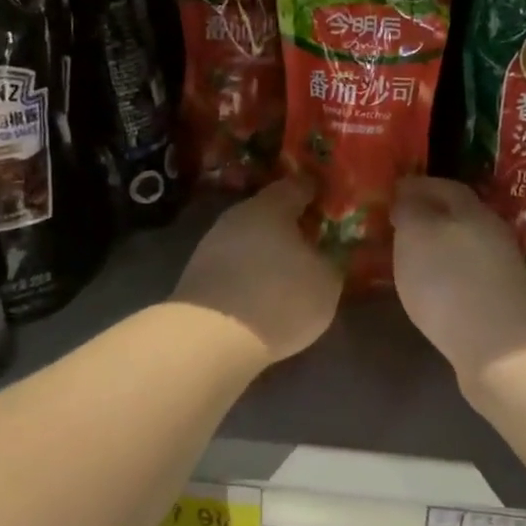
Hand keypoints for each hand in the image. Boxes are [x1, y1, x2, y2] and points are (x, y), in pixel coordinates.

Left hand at [174, 178, 341, 362]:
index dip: (314, 194)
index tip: (327, 203)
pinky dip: (247, 274)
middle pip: (268, 214)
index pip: (297, 187)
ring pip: (247, 240)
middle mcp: (237, 216)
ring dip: (265, 252)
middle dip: (288, 226)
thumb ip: (328, 261)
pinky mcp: (196, 276)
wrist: (211, 338)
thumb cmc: (280, 297)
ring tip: (286, 273)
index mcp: (271, 206)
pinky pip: (232, 267)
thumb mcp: (325, 282)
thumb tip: (322, 256)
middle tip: (309, 241)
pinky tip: (260, 293)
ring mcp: (211, 245)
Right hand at [392, 177, 525, 382]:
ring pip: (463, 248)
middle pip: (458, 217)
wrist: (502, 348)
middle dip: (429, 216)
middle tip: (397, 224)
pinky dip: (446, 278)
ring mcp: (500, 272)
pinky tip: (430, 291)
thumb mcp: (417, 234)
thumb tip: (408, 198)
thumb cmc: (450, 280)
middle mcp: (491, 235)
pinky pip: (466, 279)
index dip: (418, 185)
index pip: (444, 186)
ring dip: (437, 248)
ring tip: (408, 259)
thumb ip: (410, 211)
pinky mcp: (499, 305)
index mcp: (472, 210)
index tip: (393, 190)